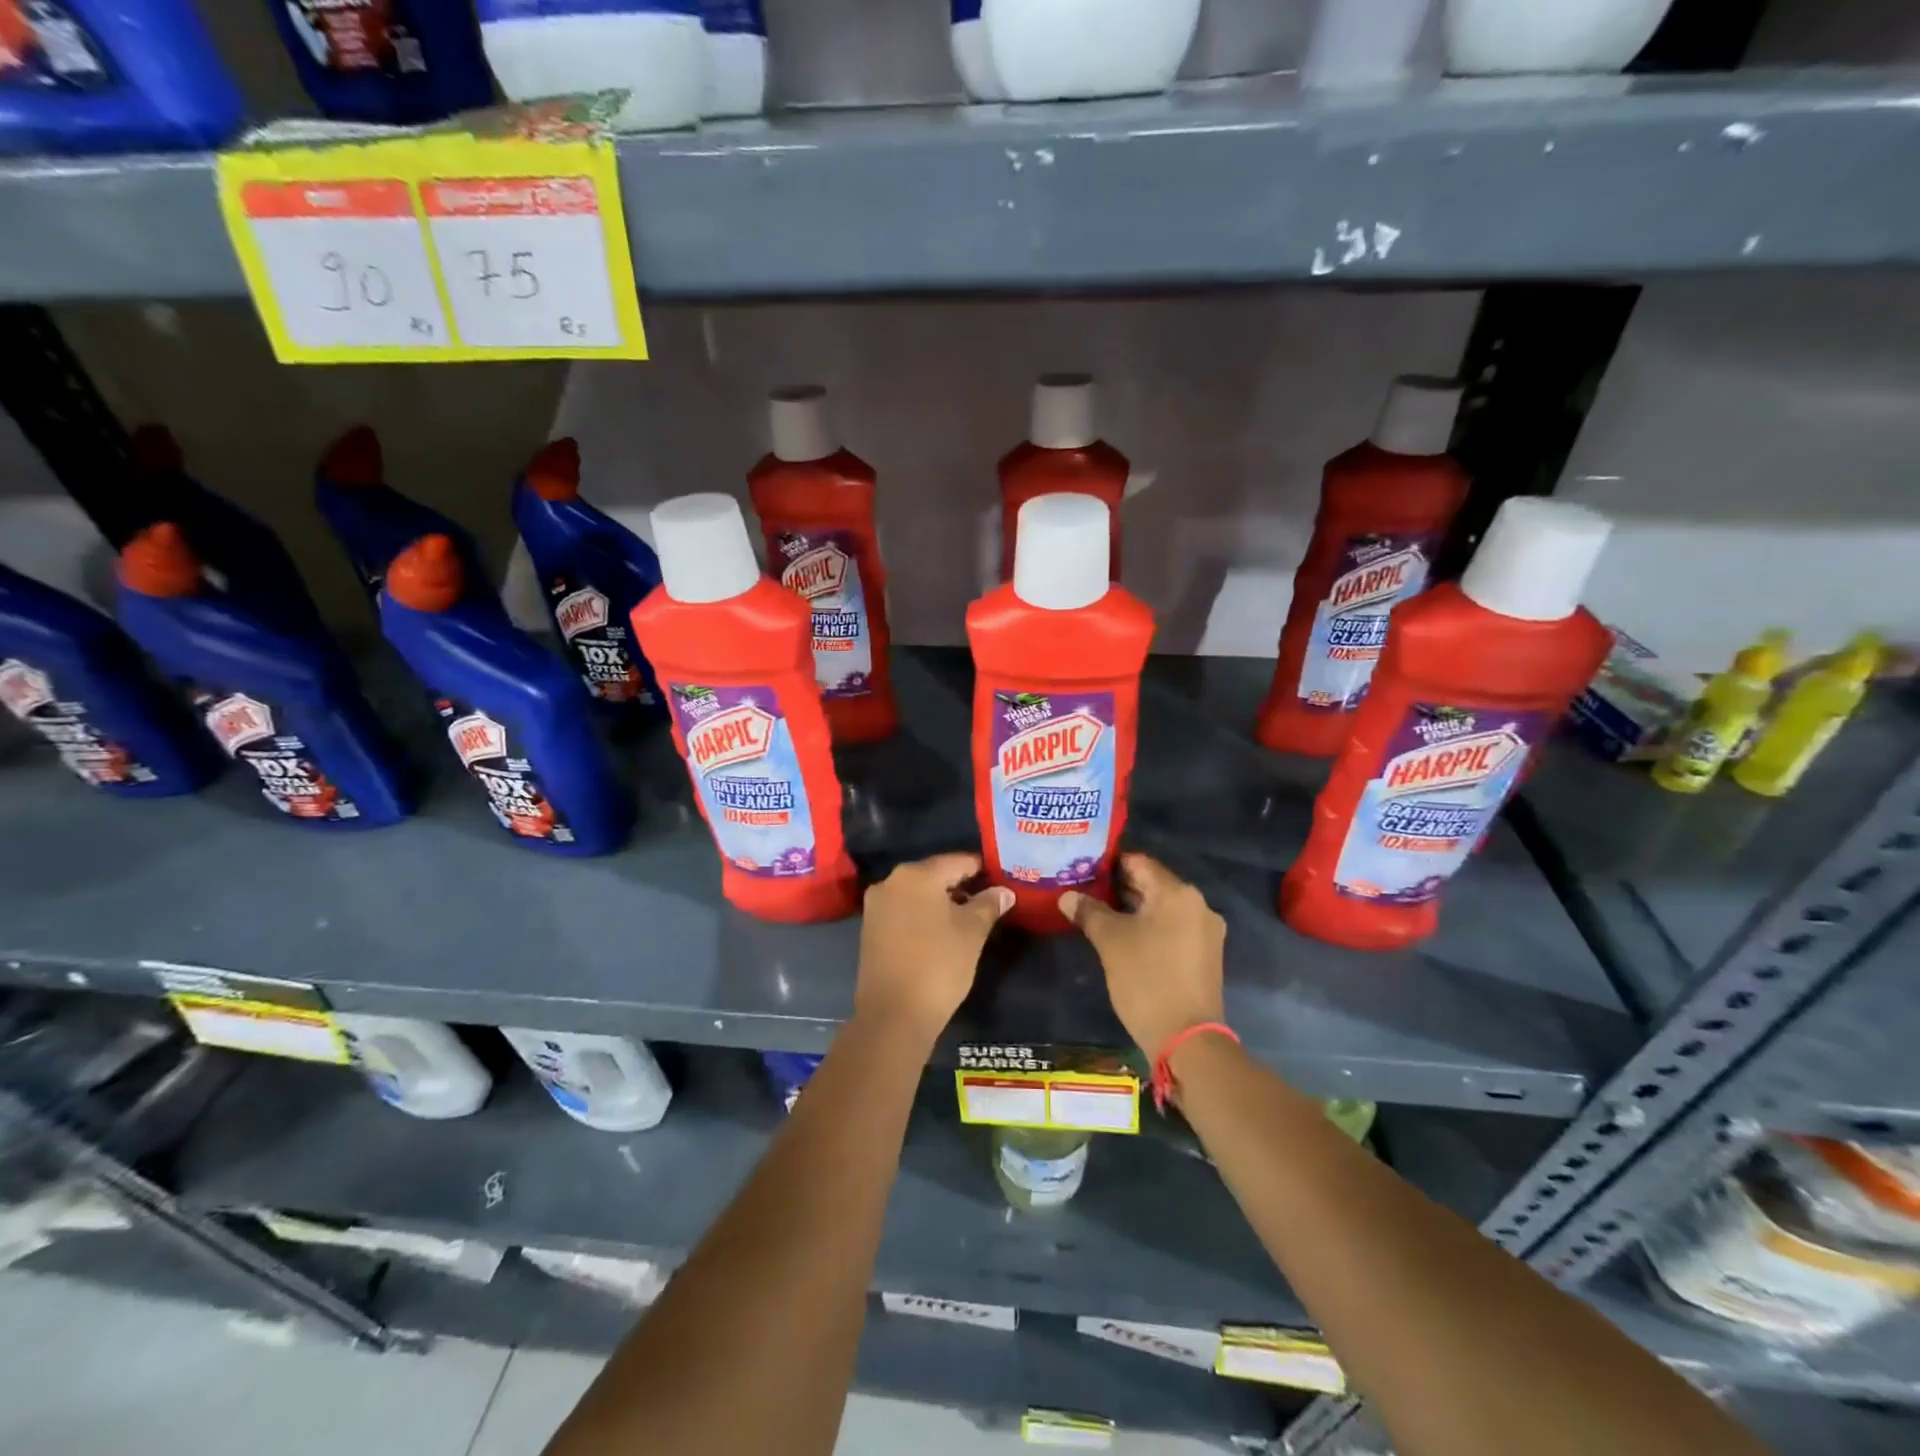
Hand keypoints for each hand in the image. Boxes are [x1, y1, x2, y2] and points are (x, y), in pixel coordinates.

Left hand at [855, 852, 1012, 1043]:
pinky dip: (922, 914)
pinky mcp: (870, 927)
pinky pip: (903, 909)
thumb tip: (1004, 891)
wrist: (893, 1015)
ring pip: (918, 892)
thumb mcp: (972, 932)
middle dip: (962, 885)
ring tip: (968, 919)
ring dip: (942, 901)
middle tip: (988, 901)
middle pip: (935, 874)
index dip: (982, 870)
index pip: (958, 861)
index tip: (1001, 881)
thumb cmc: (938, 966)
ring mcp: (876, 905)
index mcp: (916, 874)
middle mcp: (891, 881)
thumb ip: (989, 904)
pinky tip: (941, 932)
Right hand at [1061, 853, 1226, 1056]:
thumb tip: (1067, 896)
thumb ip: (1088, 911)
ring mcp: (1205, 931)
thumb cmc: (1146, 979)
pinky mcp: (1205, 955)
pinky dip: (1149, 927)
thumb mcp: (1110, 941)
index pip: (1139, 862)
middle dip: (1119, 887)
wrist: (1187, 1039)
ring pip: (1162, 907)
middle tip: (1085, 892)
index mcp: (1177, 893)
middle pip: (1152, 883)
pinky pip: (1172, 927)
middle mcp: (1198, 904)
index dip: (1109, 864)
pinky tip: (1125, 938)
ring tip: (1099, 914)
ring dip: (1133, 908)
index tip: (1083, 870)